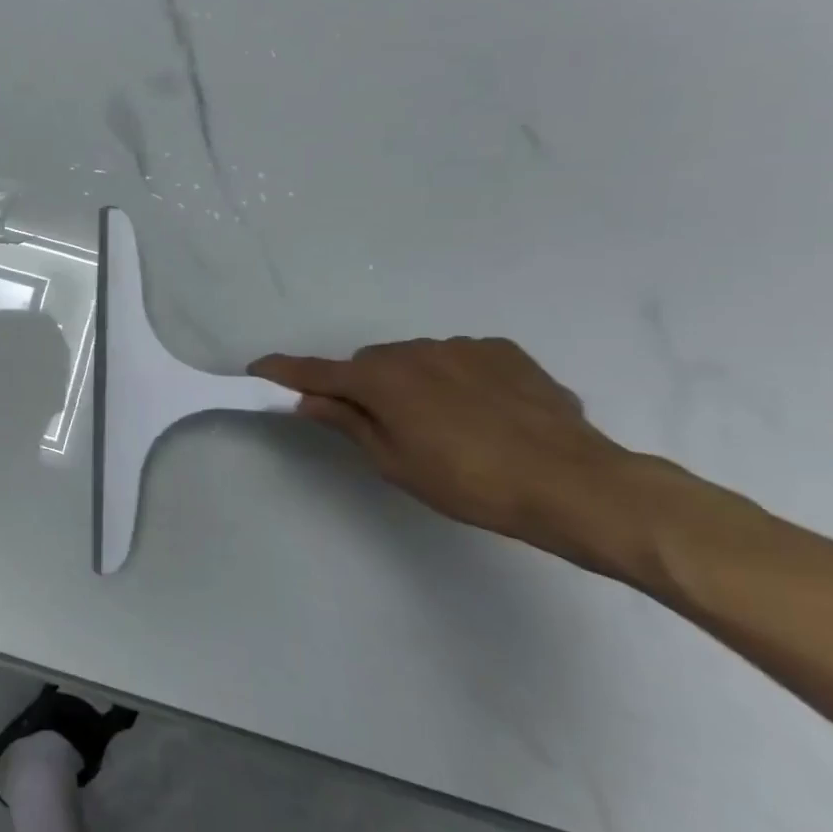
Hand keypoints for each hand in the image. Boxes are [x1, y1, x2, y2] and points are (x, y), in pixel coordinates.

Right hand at [251, 338, 631, 557]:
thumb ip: (348, 423)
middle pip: (370, 363)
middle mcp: (414, 350)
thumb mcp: (394, 462)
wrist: (574, 484)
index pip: (316, 372)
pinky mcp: (504, 352)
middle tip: (381, 425)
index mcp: (380, 379)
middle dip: (364, 386)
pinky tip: (483, 413)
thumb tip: (310, 400)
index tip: (258, 369)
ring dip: (413, 382)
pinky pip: (460, 359)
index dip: (284, 371)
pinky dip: (455, 379)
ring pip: (416, 359)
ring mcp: (462, 347)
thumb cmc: (469, 482)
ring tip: (445, 425)